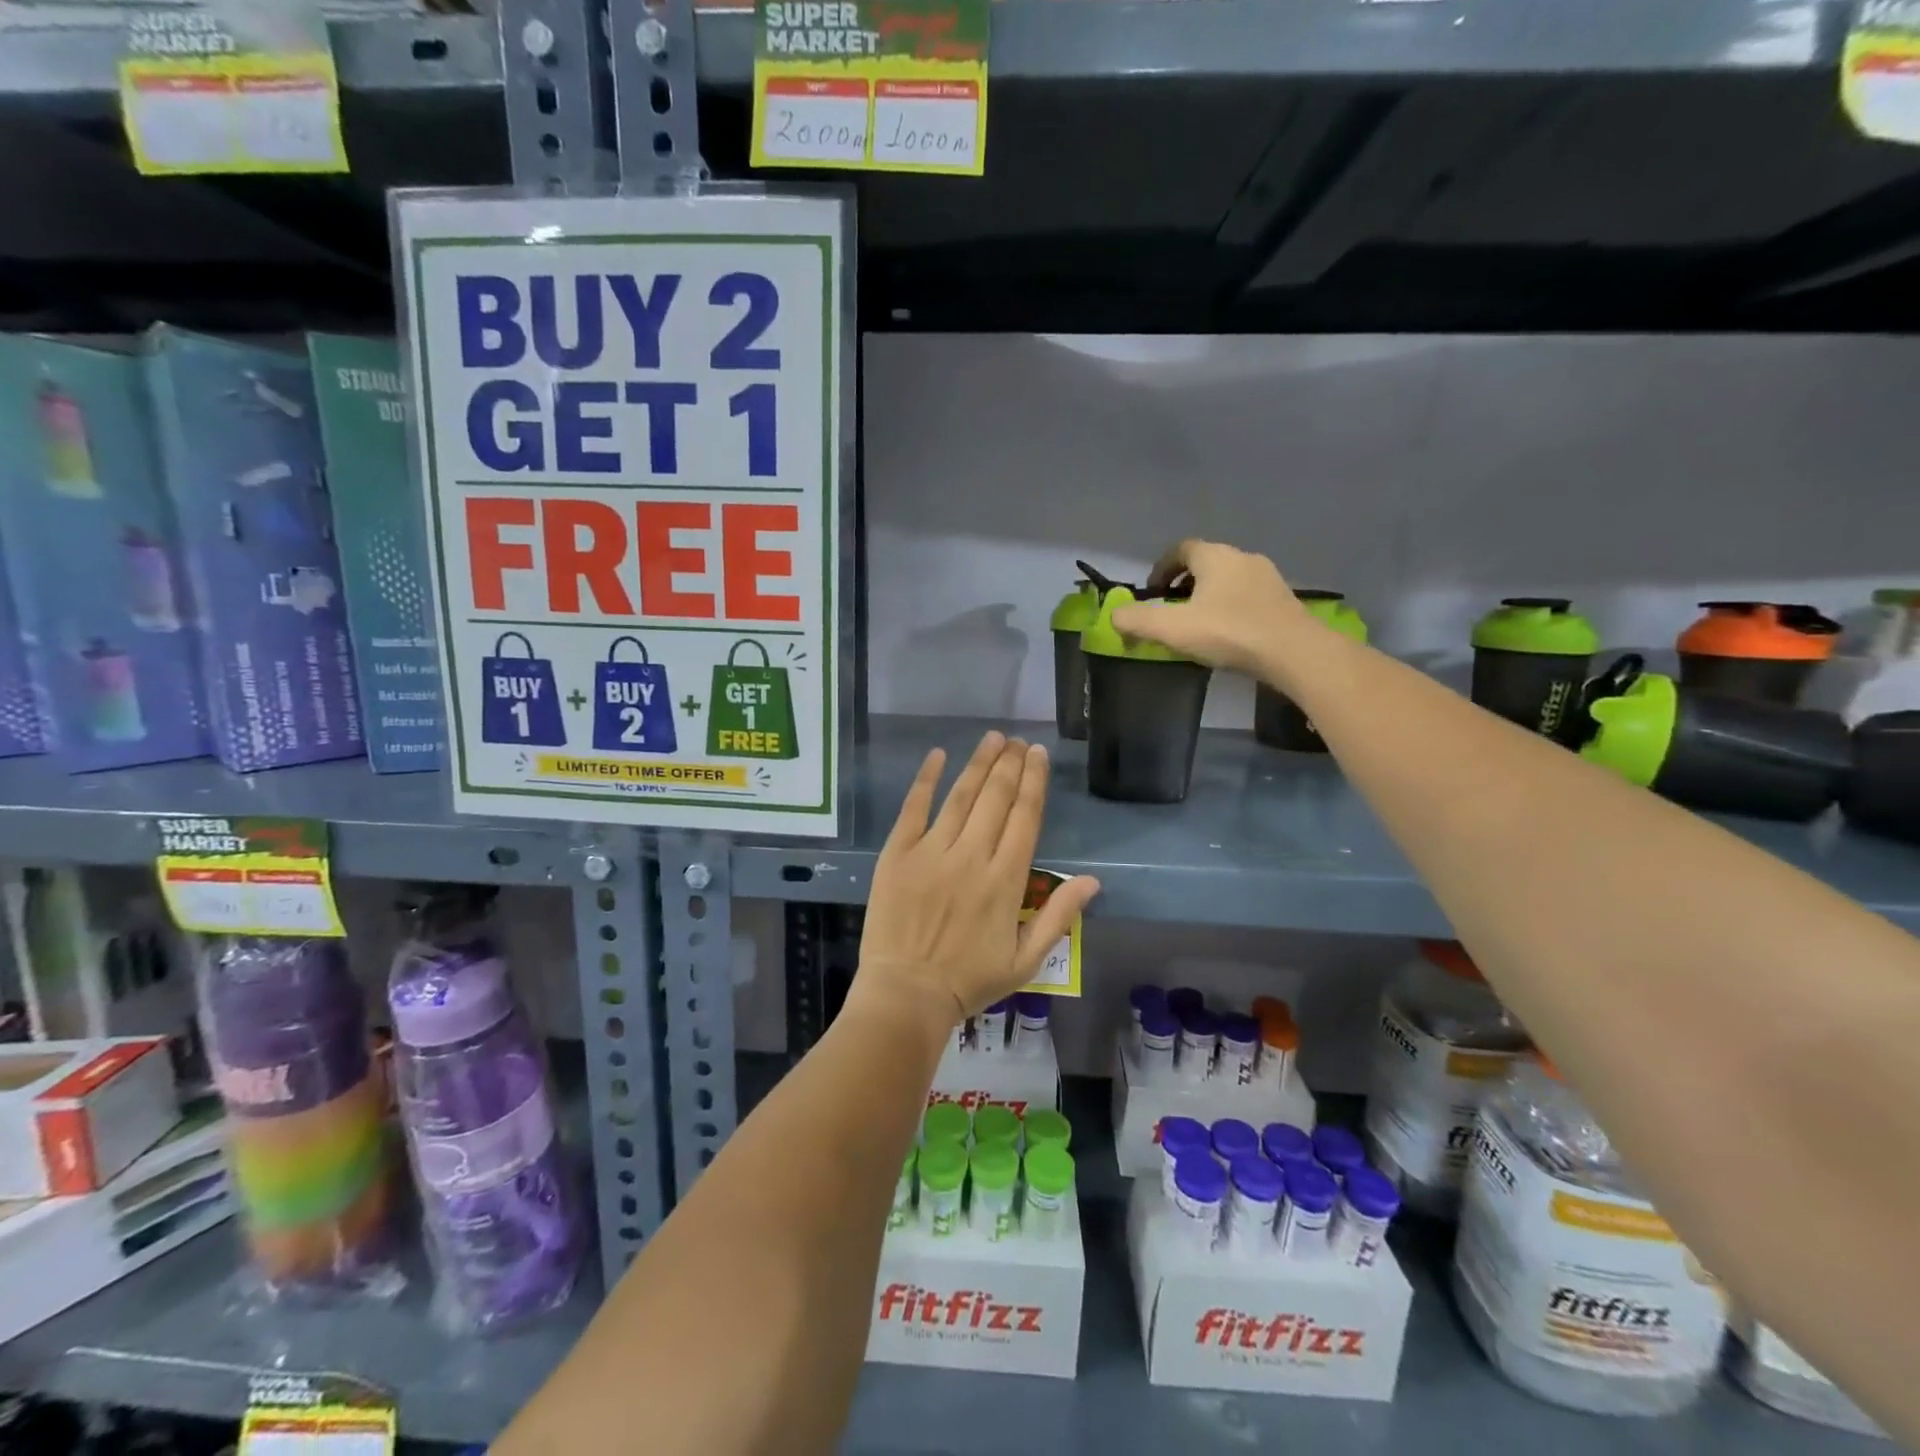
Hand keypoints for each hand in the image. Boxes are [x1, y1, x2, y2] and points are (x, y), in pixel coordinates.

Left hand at [853, 732, 1100, 1029]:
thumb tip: (1093, 881)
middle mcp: (972, 857)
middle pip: (996, 799)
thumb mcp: (1026, 959)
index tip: (1038, 755)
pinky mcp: (898, 854)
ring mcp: (932, 852)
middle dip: (1010, 765)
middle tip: (1018, 741)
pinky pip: (913, 808)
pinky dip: (926, 780)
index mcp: (1005, 880)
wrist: (906, 994)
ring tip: (993, 739)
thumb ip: (1059, 917)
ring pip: (961, 797)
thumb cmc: (970, 981)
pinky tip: (938, 755)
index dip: (1034, 782)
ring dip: (979, 764)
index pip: (1025, 818)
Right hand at [1110, 539, 1307, 677]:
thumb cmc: (1230, 632)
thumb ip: (1137, 621)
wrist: (1295, 652)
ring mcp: (1268, 577)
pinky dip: (1231, 608)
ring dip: (1209, 596)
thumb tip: (1113, 616)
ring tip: (1198, 624)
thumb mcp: (1173, 629)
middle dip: (1184, 583)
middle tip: (1171, 609)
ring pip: (1228, 580)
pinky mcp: (1284, 600)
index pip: (1181, 549)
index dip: (1162, 568)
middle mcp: (1243, 557)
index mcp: (1215, 556)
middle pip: (1206, 563)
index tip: (1151, 592)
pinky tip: (1228, 634)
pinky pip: (1248, 597)